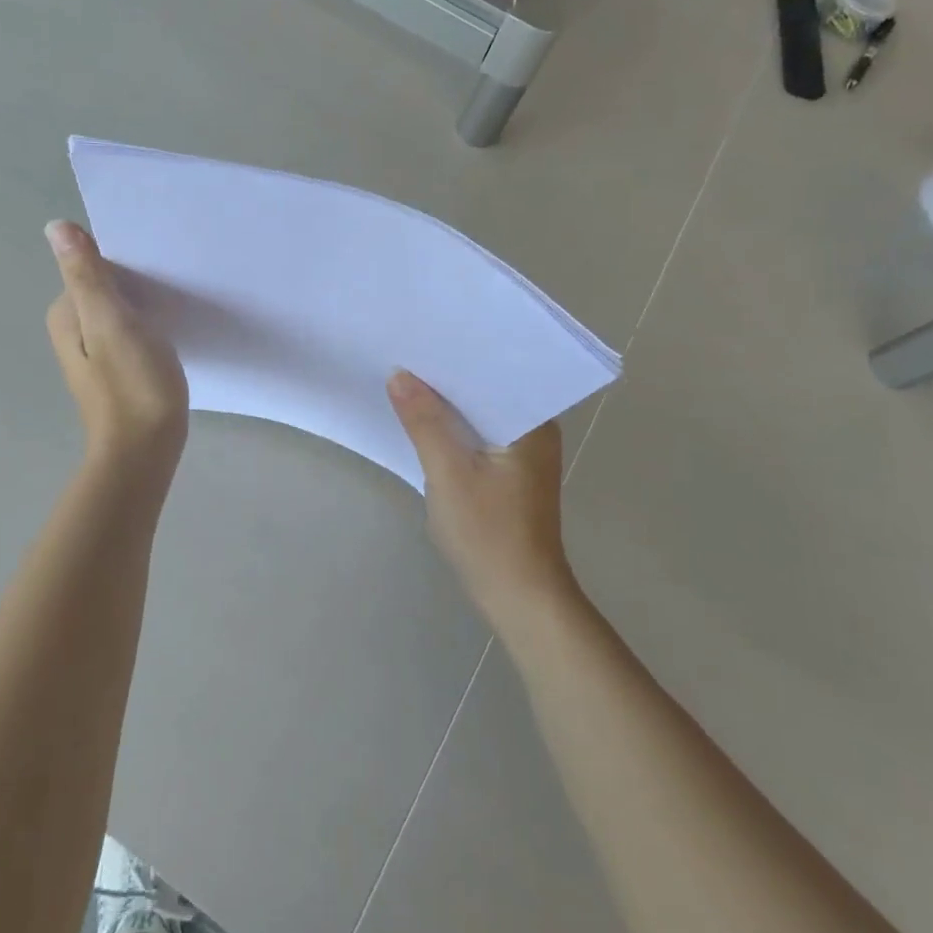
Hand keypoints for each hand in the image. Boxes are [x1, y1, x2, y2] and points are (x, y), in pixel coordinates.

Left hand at [46, 221, 188, 472]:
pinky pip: (132, 335)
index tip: (160, 269)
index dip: (128, 266)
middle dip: (138, 285)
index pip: (95, 268)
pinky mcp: (118, 372)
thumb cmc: (132, 385)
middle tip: (175, 286)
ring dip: (146, 307)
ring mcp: (95, 355)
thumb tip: (55, 227)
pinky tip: (171, 335)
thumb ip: (86, 275)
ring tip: (178, 307)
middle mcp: (73, 332)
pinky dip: (149, 329)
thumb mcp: (111, 322)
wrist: (145, 451)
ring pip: (122, 313)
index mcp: (66, 315)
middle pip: (108, 290)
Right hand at [388, 370, 574, 631]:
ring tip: (406, 378)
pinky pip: (477, 436)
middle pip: (484, 392)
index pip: (494, 372)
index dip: (458, 355)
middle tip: (406, 351)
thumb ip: (424, 421)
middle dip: (447, 377)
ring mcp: (522, 453)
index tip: (423, 336)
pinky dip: (453, 429)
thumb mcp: (449, 472)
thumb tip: (399, 375)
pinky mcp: (508, 473)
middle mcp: (534, 430)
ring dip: (447, 404)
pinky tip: (422, 421)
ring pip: (478, 415)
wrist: (518, 596)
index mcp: (532, 423)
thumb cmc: (489, 532)